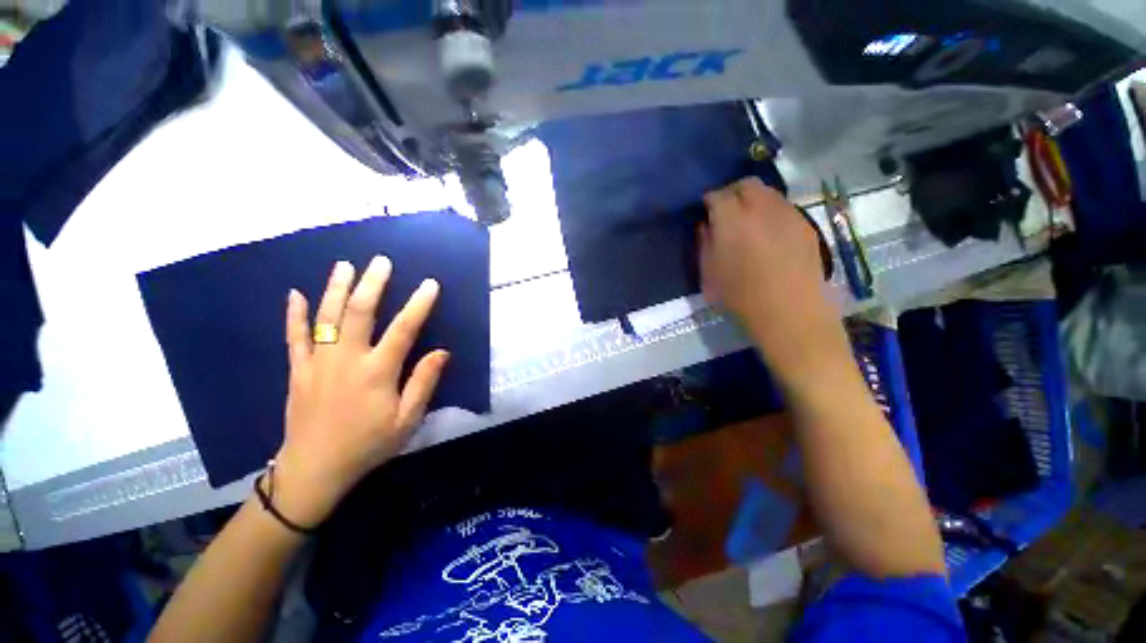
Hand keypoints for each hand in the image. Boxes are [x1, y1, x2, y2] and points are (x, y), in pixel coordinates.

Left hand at [269, 258, 449, 526]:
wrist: (314, 470)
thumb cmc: (368, 444)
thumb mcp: (407, 419)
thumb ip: (424, 382)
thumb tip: (443, 352)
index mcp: (377, 372)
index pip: (404, 329)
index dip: (419, 304)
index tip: (430, 284)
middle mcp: (347, 359)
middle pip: (359, 313)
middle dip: (372, 284)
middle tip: (380, 261)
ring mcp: (318, 362)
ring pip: (326, 317)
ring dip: (336, 288)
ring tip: (344, 265)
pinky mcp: (298, 370)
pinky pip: (294, 337)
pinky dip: (295, 314)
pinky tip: (295, 293)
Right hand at [699, 178, 842, 377]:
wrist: (790, 313)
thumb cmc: (741, 298)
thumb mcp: (709, 274)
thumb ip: (704, 244)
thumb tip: (706, 225)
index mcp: (732, 221)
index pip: (717, 195)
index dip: (708, 201)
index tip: (704, 211)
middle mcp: (761, 209)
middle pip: (746, 184)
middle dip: (732, 192)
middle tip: (725, 212)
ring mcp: (788, 214)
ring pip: (768, 192)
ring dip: (753, 200)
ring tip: (747, 222)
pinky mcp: (806, 225)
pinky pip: (784, 207)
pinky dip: (771, 212)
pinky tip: (768, 234)